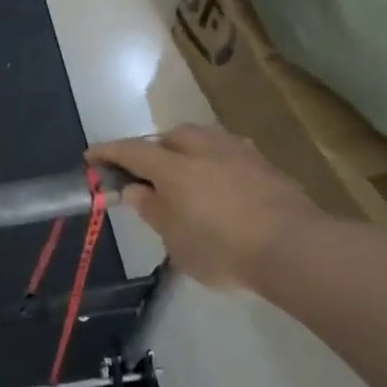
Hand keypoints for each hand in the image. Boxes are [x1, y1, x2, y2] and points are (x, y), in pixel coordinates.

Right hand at [88, 124, 327, 290]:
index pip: (132, 152)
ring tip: (186, 173)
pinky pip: (231, 154)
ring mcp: (239, 154)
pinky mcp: (266, 166)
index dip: (109, 152)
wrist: (295, 248)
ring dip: (188, 150)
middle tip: (148, 172)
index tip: (91, 155)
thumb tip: (133, 191)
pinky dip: (217, 162)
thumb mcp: (175, 239)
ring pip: (204, 139)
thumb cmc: (223, 249)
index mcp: (174, 167)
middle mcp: (204, 150)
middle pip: (171, 137)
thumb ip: (152, 210)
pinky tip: (222, 182)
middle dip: (154, 148)